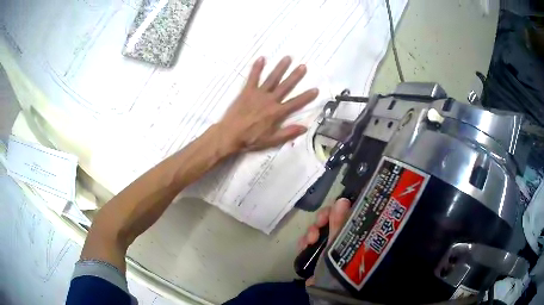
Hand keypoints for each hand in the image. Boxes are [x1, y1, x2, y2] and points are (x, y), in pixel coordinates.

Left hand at [217, 56, 318, 152]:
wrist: (229, 135)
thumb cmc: (250, 139)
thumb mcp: (271, 140)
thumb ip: (288, 133)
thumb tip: (305, 127)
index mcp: (277, 113)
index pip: (295, 103)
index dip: (306, 97)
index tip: (316, 89)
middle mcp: (270, 100)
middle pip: (285, 86)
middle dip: (295, 76)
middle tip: (303, 66)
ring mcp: (258, 94)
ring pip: (272, 79)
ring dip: (280, 68)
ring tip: (287, 58)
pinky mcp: (246, 91)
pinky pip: (253, 78)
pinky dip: (257, 68)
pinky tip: (261, 58)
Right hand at [298, 198, 350, 285]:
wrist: (328, 289)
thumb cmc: (338, 265)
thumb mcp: (339, 244)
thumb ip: (339, 223)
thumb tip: (342, 200)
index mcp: (352, 231)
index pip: (345, 212)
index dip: (335, 209)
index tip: (328, 214)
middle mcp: (341, 235)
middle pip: (330, 219)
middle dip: (320, 221)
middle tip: (318, 226)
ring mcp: (328, 244)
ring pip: (318, 229)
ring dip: (311, 232)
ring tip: (309, 241)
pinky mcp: (317, 252)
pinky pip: (308, 241)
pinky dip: (304, 242)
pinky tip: (303, 246)